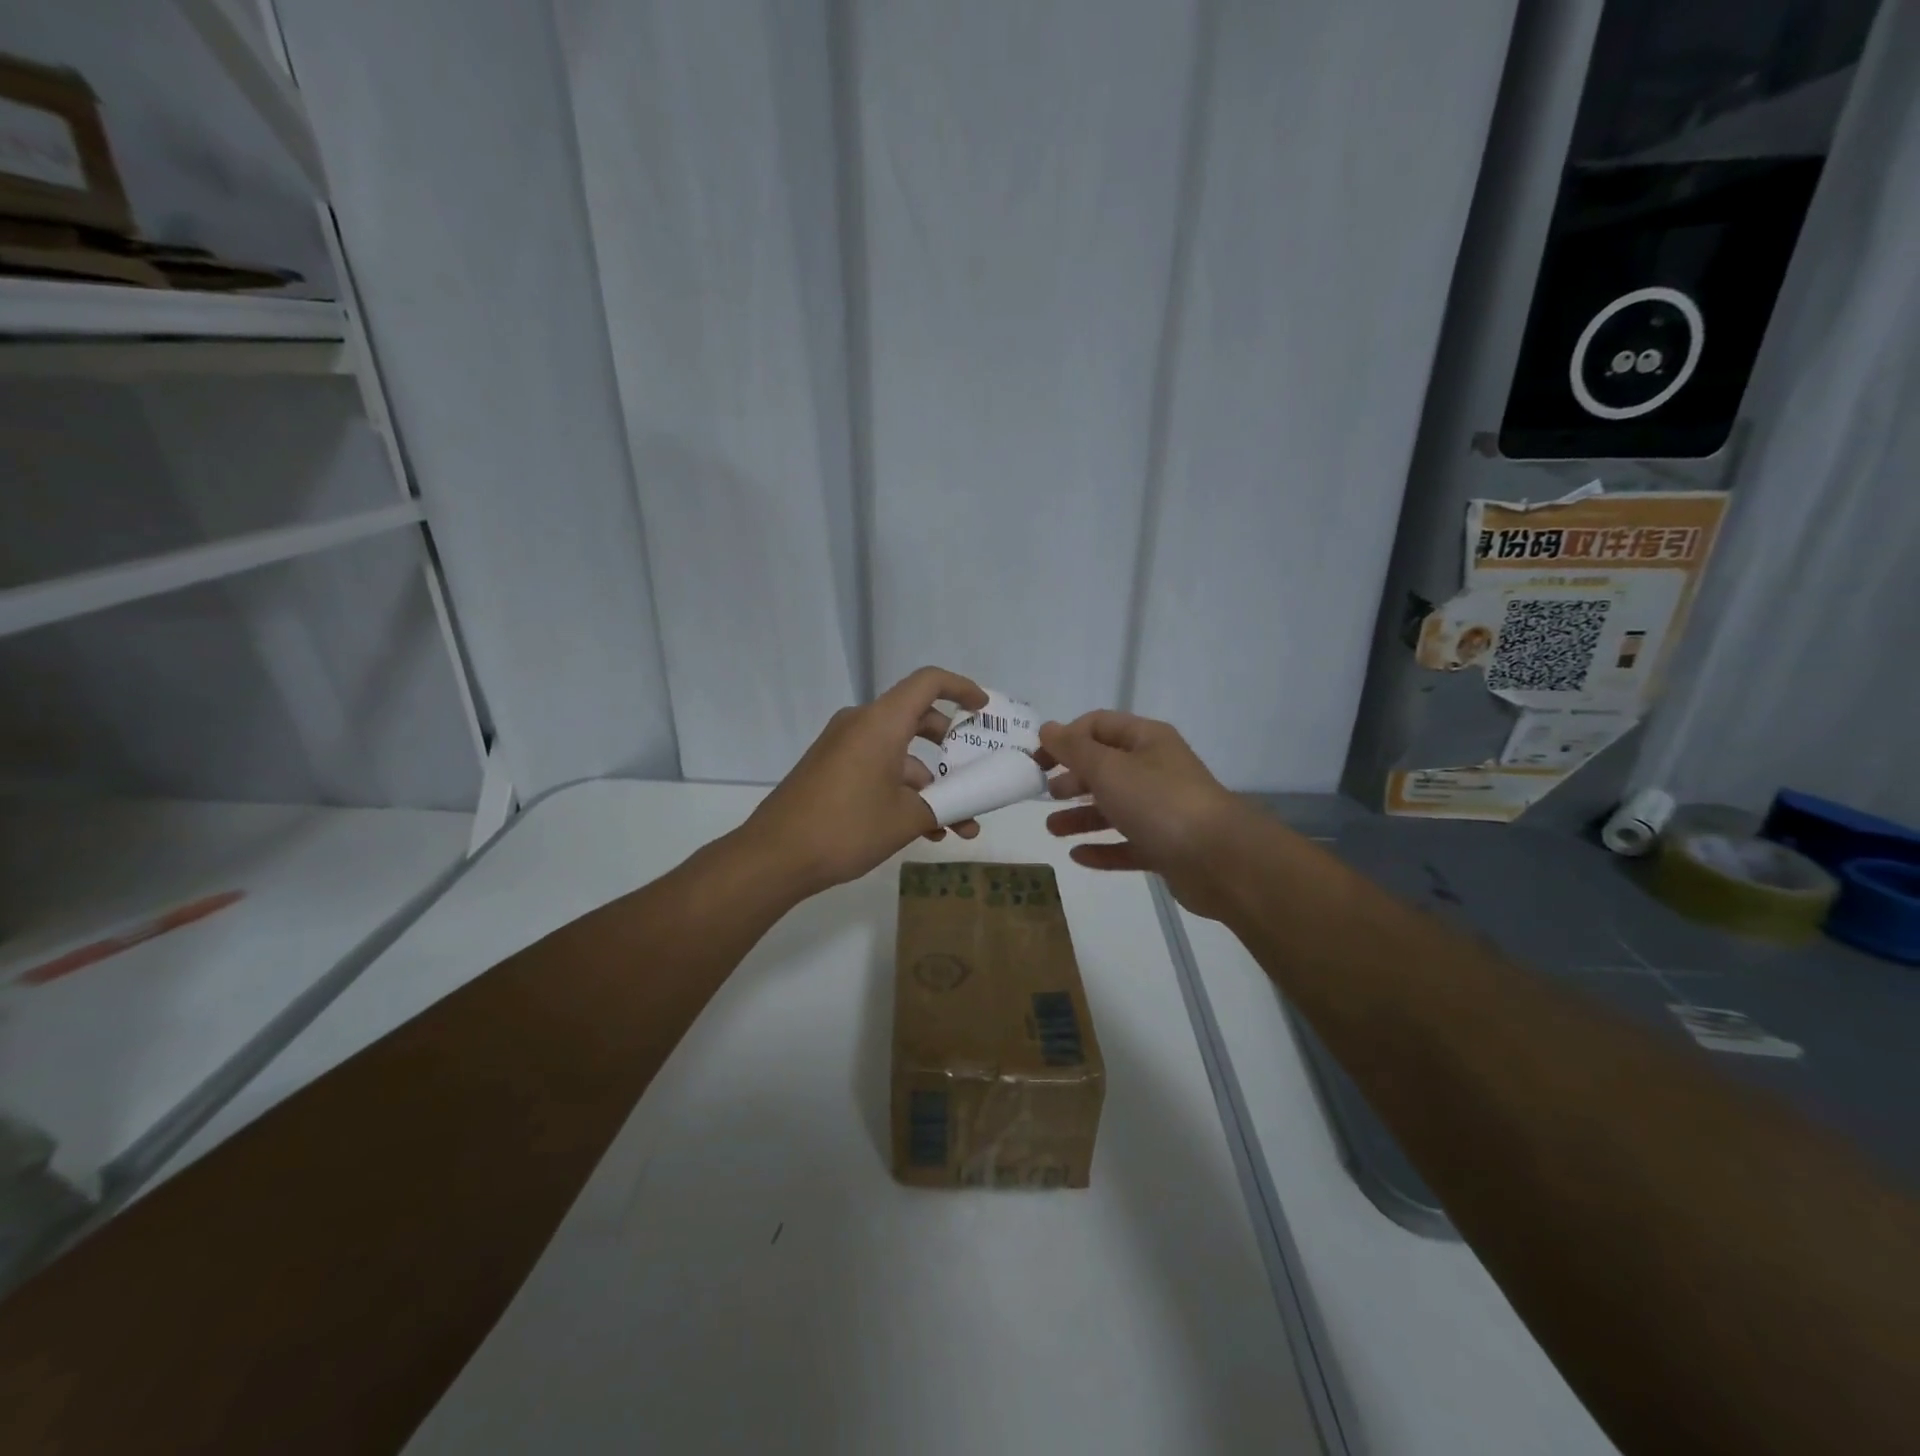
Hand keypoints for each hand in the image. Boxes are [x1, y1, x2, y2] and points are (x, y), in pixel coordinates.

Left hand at [744, 666, 988, 897]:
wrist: (775, 856)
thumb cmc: (847, 827)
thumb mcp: (905, 819)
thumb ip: (942, 807)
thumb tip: (960, 809)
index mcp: (881, 722)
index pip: (928, 683)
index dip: (961, 689)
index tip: (983, 709)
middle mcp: (860, 724)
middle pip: (915, 718)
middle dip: (950, 747)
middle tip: (972, 769)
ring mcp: (842, 747)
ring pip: (898, 753)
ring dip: (928, 784)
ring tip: (955, 826)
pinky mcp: (830, 769)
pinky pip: (876, 768)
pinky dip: (901, 790)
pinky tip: (922, 831)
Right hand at [1038, 711, 1251, 919]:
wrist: (1219, 860)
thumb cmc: (1159, 802)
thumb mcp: (1109, 769)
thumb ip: (1074, 749)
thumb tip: (1047, 728)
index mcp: (1147, 740)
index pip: (1098, 725)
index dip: (1065, 738)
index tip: (1037, 760)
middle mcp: (1156, 769)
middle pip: (1105, 767)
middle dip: (1072, 778)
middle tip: (1045, 793)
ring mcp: (1163, 810)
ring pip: (1114, 808)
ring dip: (1081, 816)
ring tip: (1052, 829)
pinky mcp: (1166, 846)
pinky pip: (1127, 844)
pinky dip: (1102, 848)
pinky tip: (1077, 856)